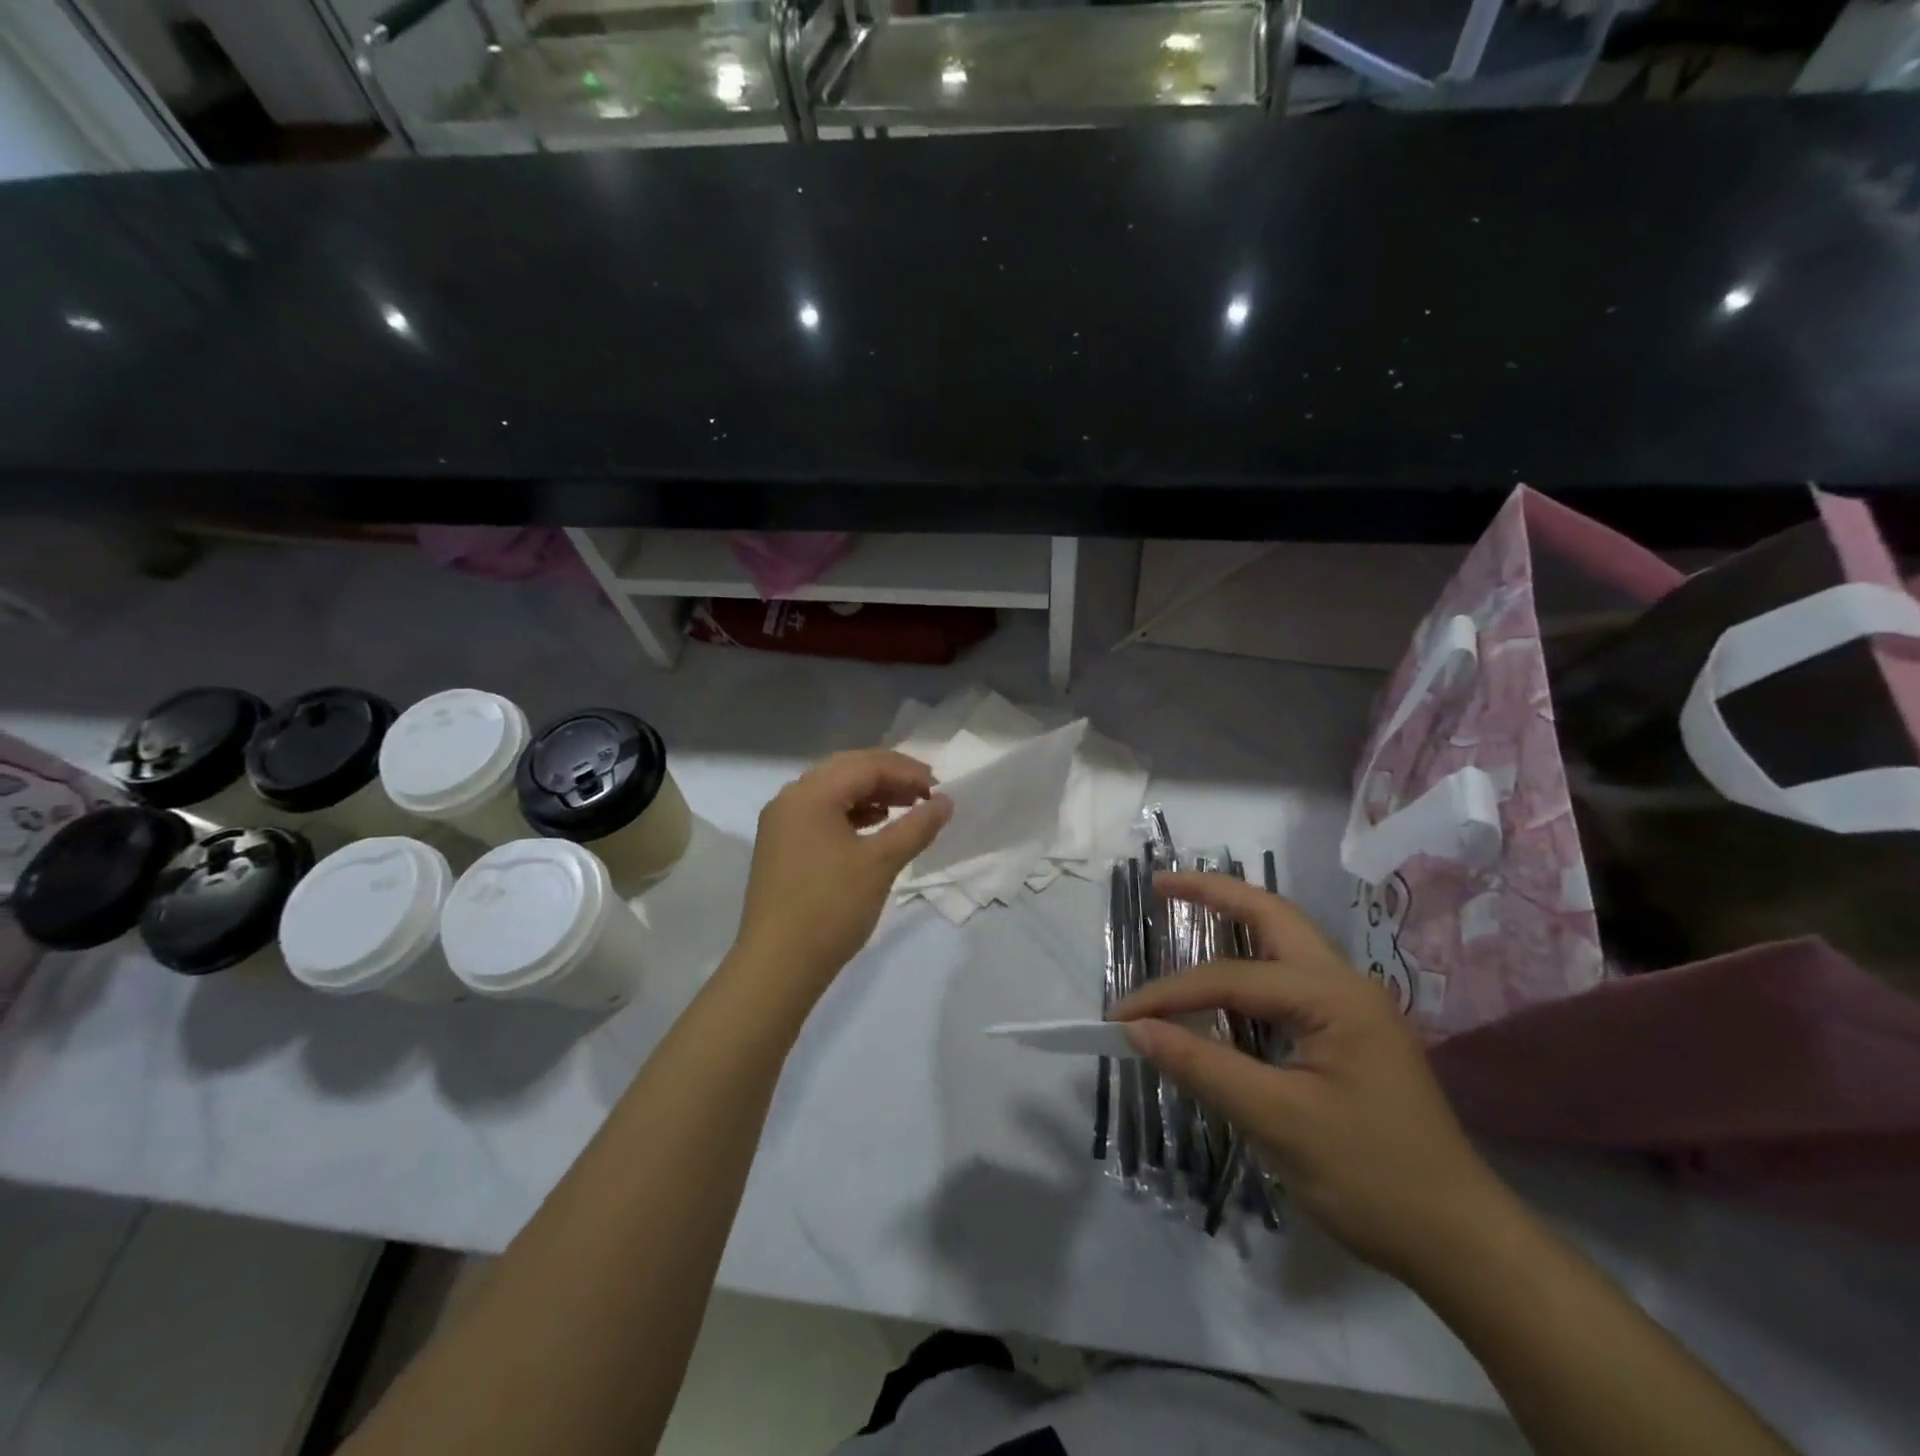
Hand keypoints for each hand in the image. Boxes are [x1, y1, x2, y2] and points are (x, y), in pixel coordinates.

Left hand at [730, 749, 951, 1005]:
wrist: (778, 965)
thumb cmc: (831, 907)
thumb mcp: (881, 863)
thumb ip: (916, 826)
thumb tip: (946, 801)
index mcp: (811, 793)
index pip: (866, 765)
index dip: (907, 772)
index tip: (940, 790)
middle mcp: (791, 798)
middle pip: (847, 771)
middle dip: (890, 777)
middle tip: (926, 794)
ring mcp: (782, 823)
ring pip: (834, 792)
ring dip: (871, 794)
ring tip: (906, 809)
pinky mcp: (781, 847)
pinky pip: (822, 815)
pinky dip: (852, 814)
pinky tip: (875, 827)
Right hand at [1111, 872, 1504, 1281]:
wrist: (1461, 1242)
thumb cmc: (1372, 1180)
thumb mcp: (1278, 1122)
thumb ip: (1203, 1066)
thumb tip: (1136, 1030)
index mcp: (1333, 995)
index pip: (1230, 978)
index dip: (1168, 994)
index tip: (1119, 1017)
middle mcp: (1346, 983)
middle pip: (1271, 915)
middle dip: (1214, 892)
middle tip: (1160, 884)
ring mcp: (1354, 1004)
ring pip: (1284, 938)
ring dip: (1235, 917)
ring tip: (1186, 905)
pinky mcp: (1352, 1030)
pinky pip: (1290, 976)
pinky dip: (1249, 960)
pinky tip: (1227, 974)